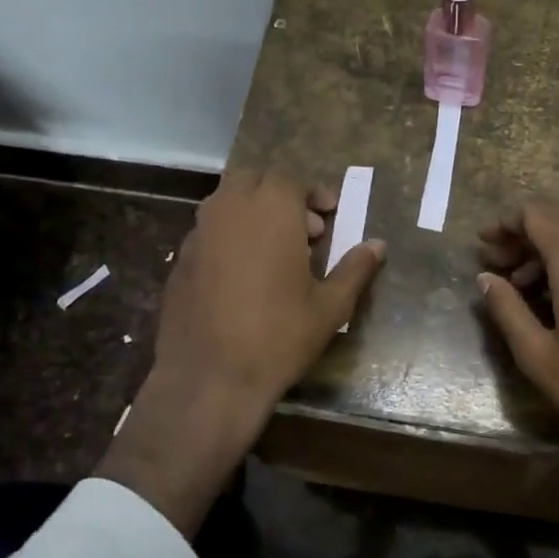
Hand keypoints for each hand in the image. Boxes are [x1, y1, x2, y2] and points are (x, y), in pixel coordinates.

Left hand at [155, 169, 384, 409]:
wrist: (209, 378)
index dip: (313, 193)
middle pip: (253, 179)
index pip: (291, 179)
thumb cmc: (279, 337)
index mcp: (271, 211)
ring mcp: (199, 234)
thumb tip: (378, 245)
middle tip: (303, 229)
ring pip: (226, 202)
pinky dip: (229, 237)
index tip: (330, 215)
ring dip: (252, 212)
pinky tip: (243, 276)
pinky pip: (208, 231)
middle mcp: (230, 210)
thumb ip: (355, 269)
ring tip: (274, 251)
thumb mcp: (330, 307)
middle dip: (279, 195)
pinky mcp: (180, 260)